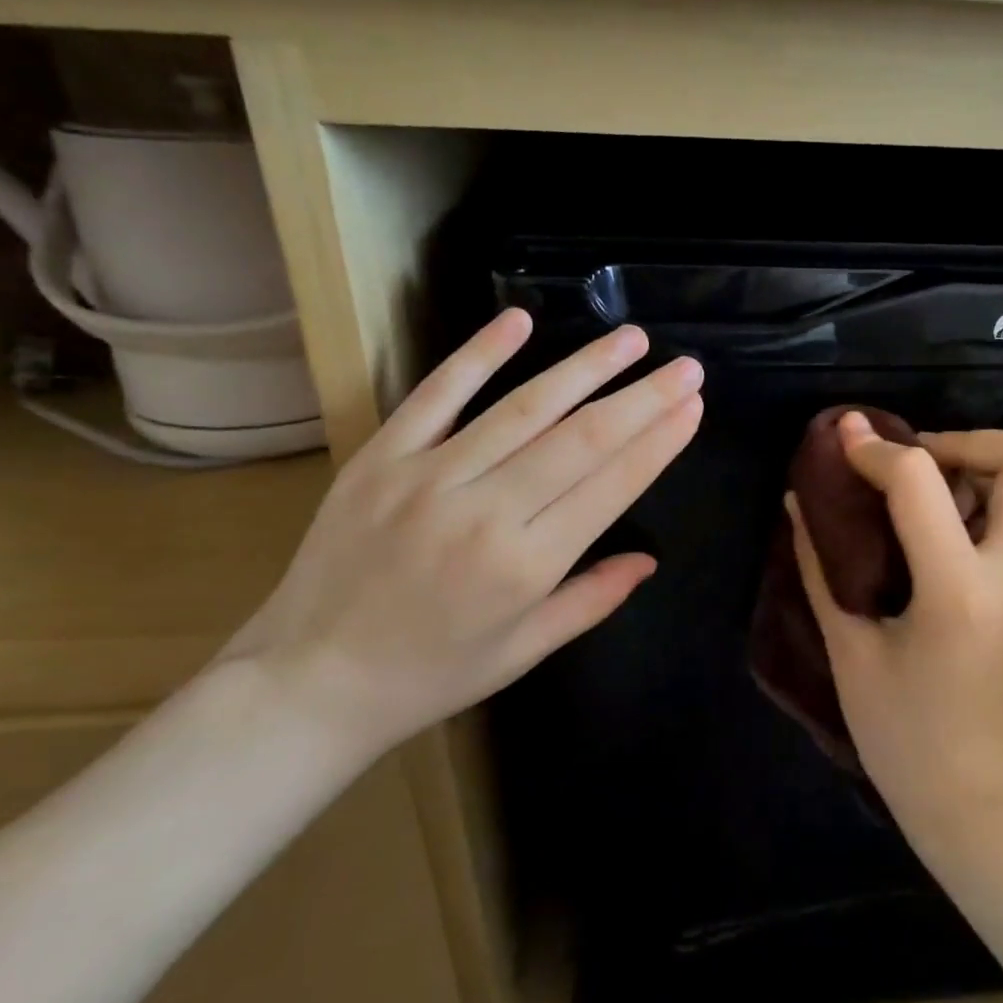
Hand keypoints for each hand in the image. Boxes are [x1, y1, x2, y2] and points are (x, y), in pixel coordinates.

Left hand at [222, 310, 703, 762]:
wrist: (309, 680)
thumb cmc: (431, 674)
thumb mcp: (523, 652)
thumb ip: (591, 600)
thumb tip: (648, 560)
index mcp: (525, 566)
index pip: (610, 486)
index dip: (659, 443)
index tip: (692, 406)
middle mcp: (485, 512)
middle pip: (581, 439)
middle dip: (642, 398)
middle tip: (686, 367)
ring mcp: (428, 477)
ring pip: (524, 408)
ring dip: (584, 368)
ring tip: (631, 339)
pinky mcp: (381, 457)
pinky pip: (437, 394)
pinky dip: (479, 354)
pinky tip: (519, 322)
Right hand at [788, 413, 1002, 833]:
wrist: (976, 799)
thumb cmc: (903, 737)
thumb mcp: (849, 651)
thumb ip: (821, 568)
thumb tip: (798, 503)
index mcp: (956, 589)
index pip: (921, 481)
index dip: (874, 450)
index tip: (840, 441)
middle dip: (963, 439)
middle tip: (906, 463)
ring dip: (971, 463)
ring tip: (910, 488)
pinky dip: (974, 495)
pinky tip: (923, 523)